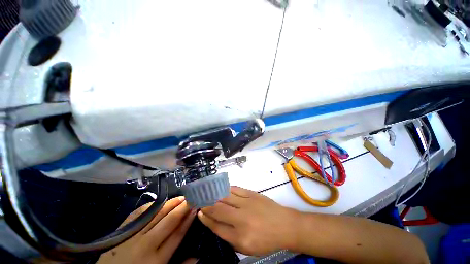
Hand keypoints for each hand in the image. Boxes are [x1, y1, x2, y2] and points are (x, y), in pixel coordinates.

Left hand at [98, 197, 197, 263]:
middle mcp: (146, 245)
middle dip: (182, 208)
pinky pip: (138, 214)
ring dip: (170, 204)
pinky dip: (150, 206)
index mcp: (157, 260)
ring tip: (180, 197)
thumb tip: (197, 257)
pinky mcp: (122, 231)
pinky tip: (159, 201)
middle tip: (191, 197)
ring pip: (156, 215)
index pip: (177, 234)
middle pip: (169, 221)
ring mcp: (132, 236)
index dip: (187, 220)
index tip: (195, 208)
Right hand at [198, 186, 298, 255]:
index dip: (206, 219)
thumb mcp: (248, 248)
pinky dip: (227, 189)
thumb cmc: (266, 240)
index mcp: (240, 237)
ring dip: (215, 194)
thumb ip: (230, 238)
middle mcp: (241, 219)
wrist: (284, 225)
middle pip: (219, 209)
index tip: (199, 213)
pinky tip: (222, 189)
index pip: (217, 227)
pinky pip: (236, 189)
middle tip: (200, 201)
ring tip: (208, 193)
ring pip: (226, 196)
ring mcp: (247, 203)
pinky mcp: (252, 194)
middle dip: (207, 204)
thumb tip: (216, 224)